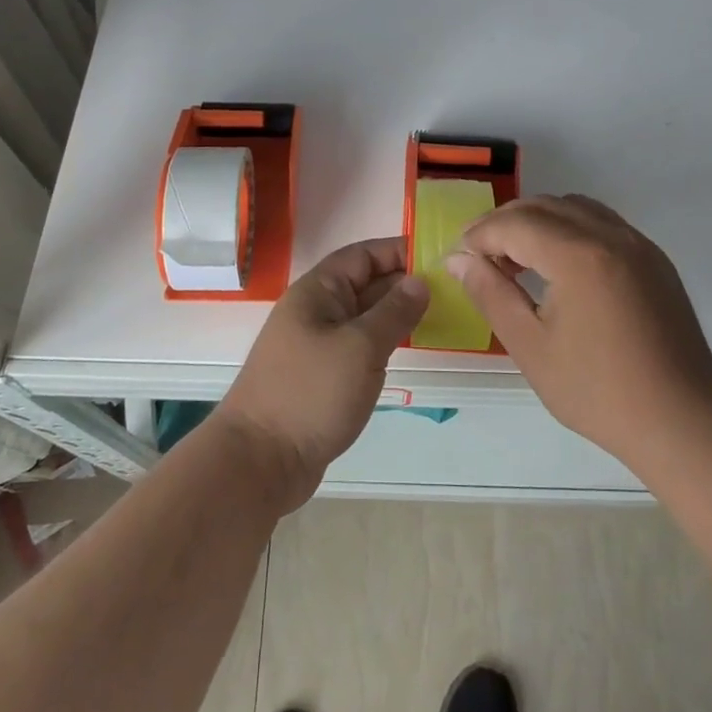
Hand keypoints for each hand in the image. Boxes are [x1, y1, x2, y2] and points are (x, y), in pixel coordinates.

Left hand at [212, 237, 428, 513]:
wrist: (260, 461)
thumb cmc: (311, 393)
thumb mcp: (360, 347)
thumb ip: (394, 312)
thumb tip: (419, 281)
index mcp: (318, 291)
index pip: (362, 255)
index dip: (397, 251)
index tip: (437, 257)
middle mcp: (316, 310)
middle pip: (365, 283)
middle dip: (403, 282)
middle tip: (451, 289)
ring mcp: (318, 344)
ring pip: (364, 316)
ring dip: (396, 314)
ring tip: (440, 315)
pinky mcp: (323, 375)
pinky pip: (359, 345)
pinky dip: (384, 342)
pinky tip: (410, 349)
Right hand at [447, 195, 711, 471]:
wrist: (683, 422)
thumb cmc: (598, 392)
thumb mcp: (531, 347)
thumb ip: (490, 294)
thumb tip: (458, 260)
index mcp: (579, 255)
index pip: (515, 224)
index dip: (479, 235)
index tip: (457, 258)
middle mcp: (611, 235)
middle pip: (544, 206)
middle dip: (504, 223)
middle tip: (479, 257)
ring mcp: (638, 244)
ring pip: (575, 207)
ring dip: (538, 221)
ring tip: (516, 259)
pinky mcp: (654, 260)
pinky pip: (603, 223)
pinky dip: (570, 229)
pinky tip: (559, 266)